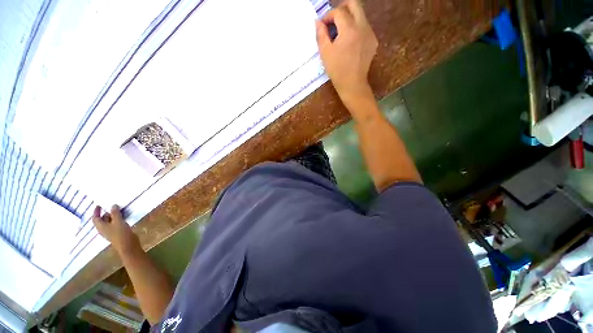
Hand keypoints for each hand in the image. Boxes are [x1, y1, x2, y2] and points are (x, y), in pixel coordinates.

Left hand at [92, 205, 139, 254]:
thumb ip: (115, 213)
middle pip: (102, 220)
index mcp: (101, 226)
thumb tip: (113, 205)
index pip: (95, 218)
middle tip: (111, 206)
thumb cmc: (121, 233)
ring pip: (109, 222)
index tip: (99, 205)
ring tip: (118, 210)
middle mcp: (104, 229)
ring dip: (112, 216)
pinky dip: (117, 219)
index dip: (96, 211)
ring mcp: (111, 232)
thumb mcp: (118, 221)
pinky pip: (115, 224)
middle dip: (105, 213)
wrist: (128, 245)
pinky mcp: (117, 233)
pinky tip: (123, 217)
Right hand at [316, 0, 377, 104]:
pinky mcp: (373, 41)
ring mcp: (370, 33)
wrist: (352, 84)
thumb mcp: (325, 53)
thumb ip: (321, 34)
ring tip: (340, 34)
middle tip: (334, 21)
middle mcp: (363, 27)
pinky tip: (349, 43)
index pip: (338, 11)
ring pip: (360, 15)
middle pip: (354, 4)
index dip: (328, 16)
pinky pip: (364, 27)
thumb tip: (318, 22)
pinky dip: (355, 29)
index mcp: (349, 29)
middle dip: (341, 9)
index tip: (323, 26)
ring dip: (349, 19)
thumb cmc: (337, 70)